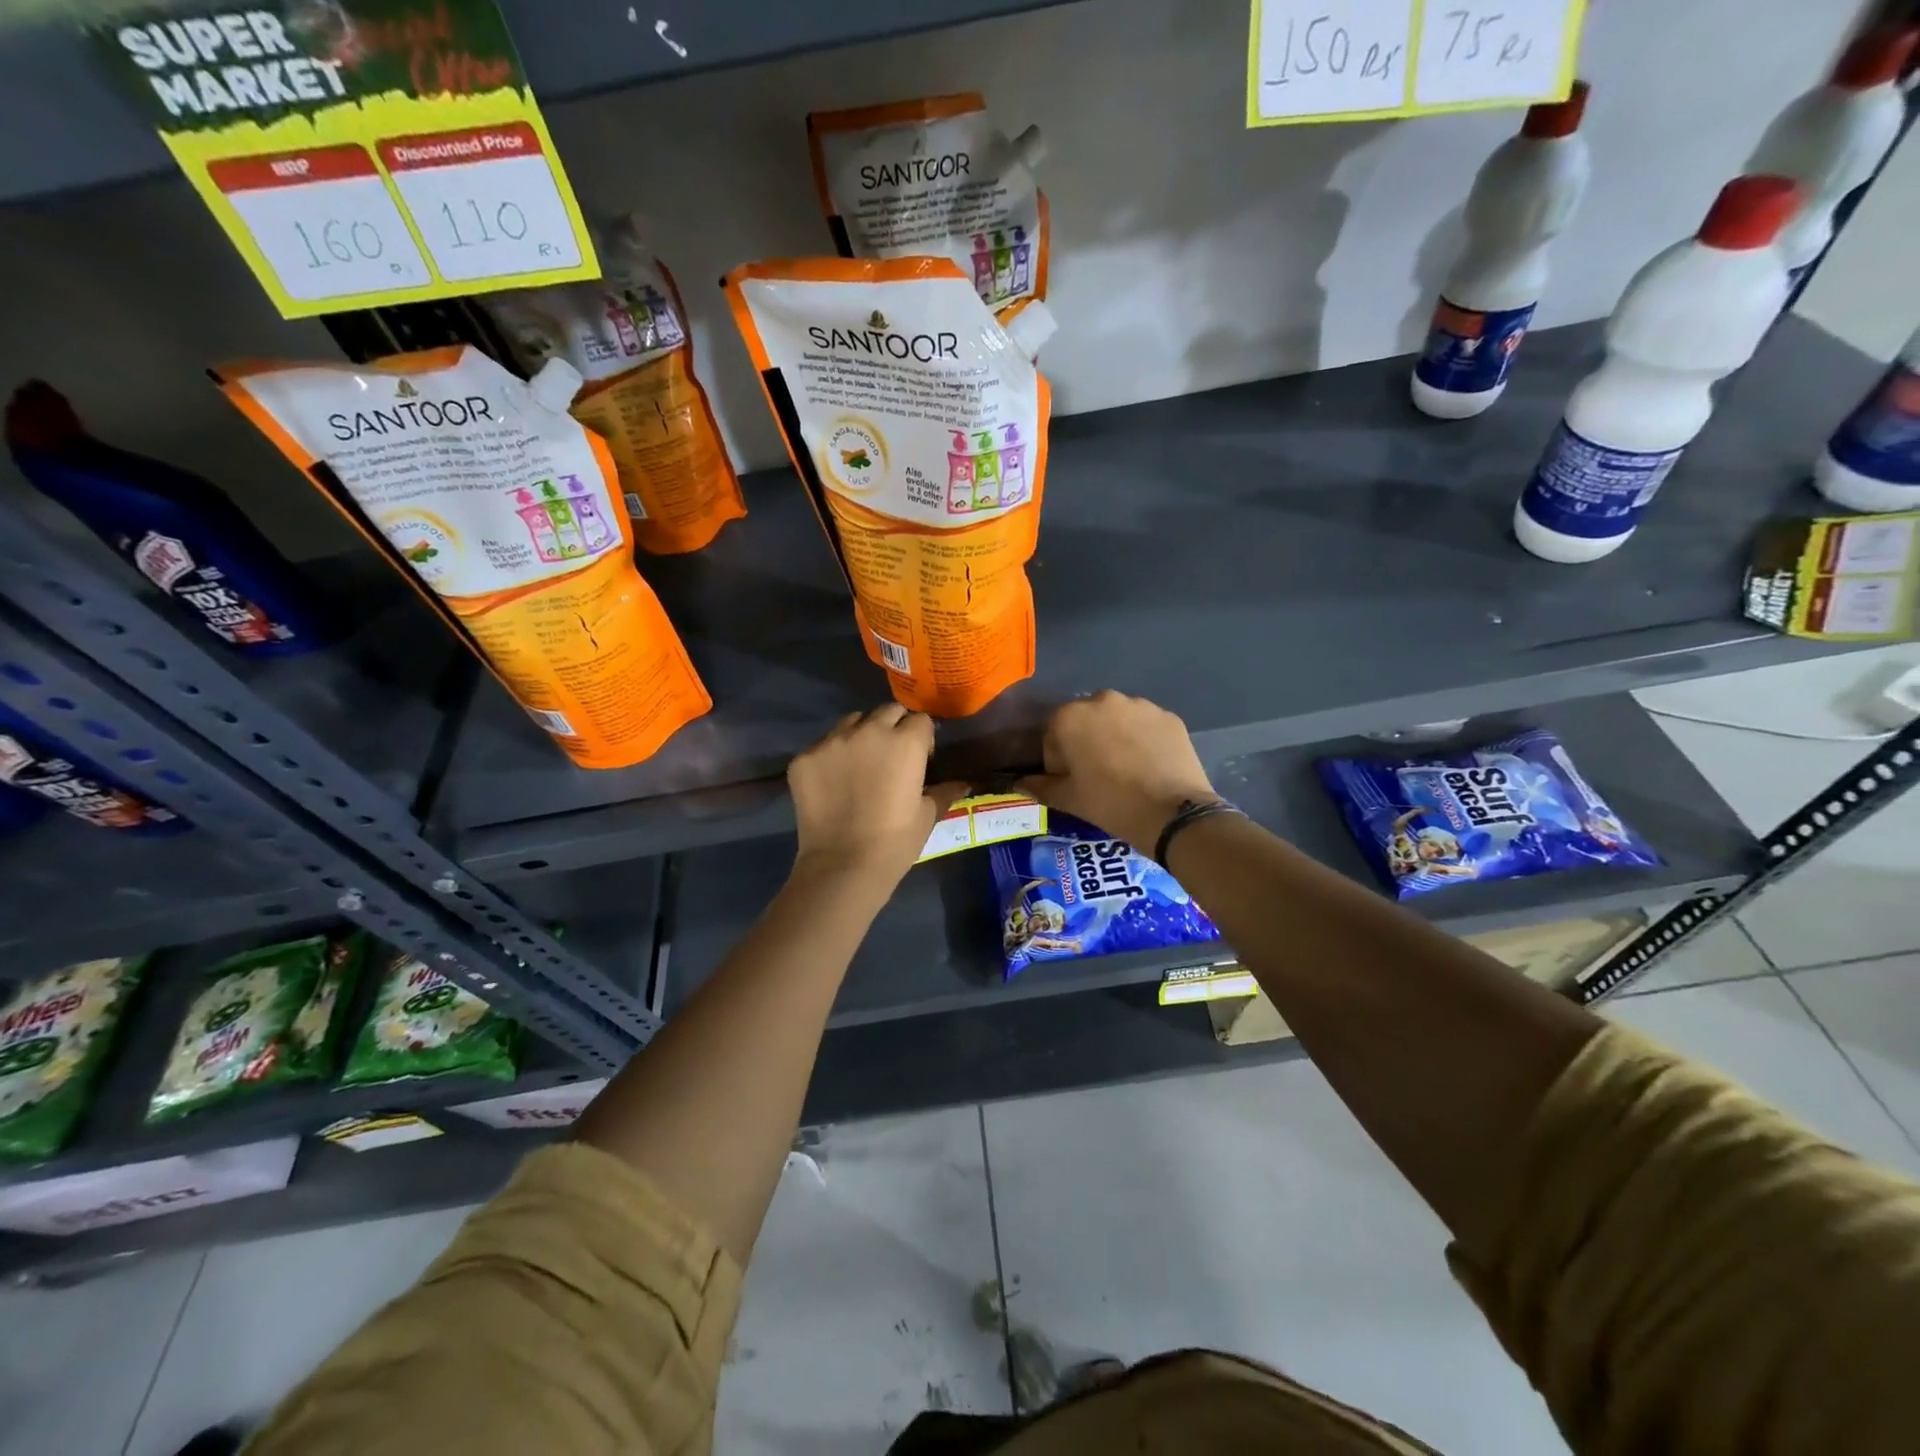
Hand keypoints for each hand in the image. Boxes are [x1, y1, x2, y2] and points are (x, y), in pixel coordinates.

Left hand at [788, 705, 967, 893]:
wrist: (842, 866)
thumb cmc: (895, 842)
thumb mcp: (927, 815)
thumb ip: (944, 791)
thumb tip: (964, 783)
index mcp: (905, 742)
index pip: (920, 720)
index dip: (922, 738)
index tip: (920, 758)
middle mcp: (869, 731)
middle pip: (887, 712)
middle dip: (894, 727)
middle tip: (892, 757)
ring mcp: (832, 741)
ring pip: (852, 722)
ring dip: (861, 734)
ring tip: (860, 764)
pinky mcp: (805, 757)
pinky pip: (823, 745)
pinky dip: (831, 756)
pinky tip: (833, 782)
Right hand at [1020, 691, 1217, 852]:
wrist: (1172, 813)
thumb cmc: (1109, 804)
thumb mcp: (1068, 799)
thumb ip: (1039, 786)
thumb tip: (1019, 782)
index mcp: (1070, 717)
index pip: (1052, 734)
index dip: (1057, 759)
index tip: (1069, 780)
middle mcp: (1103, 700)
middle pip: (1085, 721)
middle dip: (1086, 742)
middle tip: (1096, 774)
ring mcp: (1140, 705)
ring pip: (1117, 719)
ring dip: (1114, 737)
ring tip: (1125, 770)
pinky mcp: (1168, 716)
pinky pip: (1145, 725)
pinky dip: (1142, 739)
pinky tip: (1149, 766)